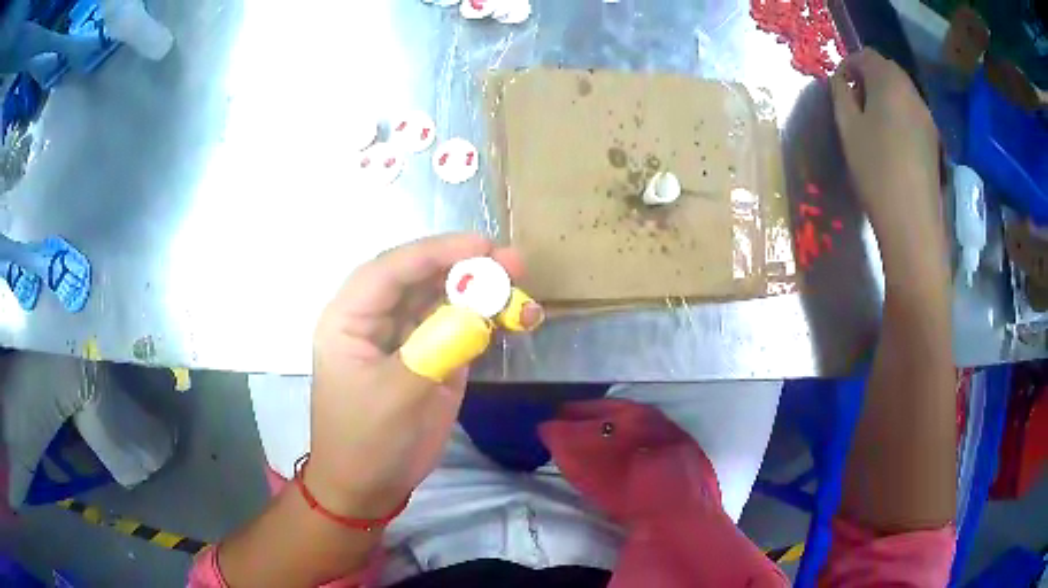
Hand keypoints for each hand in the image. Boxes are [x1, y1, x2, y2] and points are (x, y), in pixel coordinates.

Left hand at [307, 233, 538, 516]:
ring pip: (441, 299)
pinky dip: (484, 319)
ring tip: (518, 281)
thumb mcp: (396, 396)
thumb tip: (479, 310)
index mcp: (349, 319)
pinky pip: (457, 328)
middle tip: (510, 260)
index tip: (480, 246)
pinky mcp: (430, 357)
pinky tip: (510, 315)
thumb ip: (436, 348)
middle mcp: (375, 319)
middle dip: (463, 266)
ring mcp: (405, 338)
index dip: (435, 252)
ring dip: (478, 290)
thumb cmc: (366, 441)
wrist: (369, 487)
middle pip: (419, 278)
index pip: (390, 271)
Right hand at [830, 50, 945, 265]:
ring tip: (872, 122)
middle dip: (868, 78)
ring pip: (902, 92)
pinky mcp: (934, 140)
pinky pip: (912, 113)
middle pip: (888, 70)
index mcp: (889, 82)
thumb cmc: (875, 170)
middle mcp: (912, 92)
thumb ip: (842, 95)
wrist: (912, 221)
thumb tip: (843, 82)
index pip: (867, 55)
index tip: (839, 85)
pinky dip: (899, 114)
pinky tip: (892, 140)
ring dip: (885, 96)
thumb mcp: (848, 128)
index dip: (850, 64)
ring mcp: (927, 117)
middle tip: (854, 101)